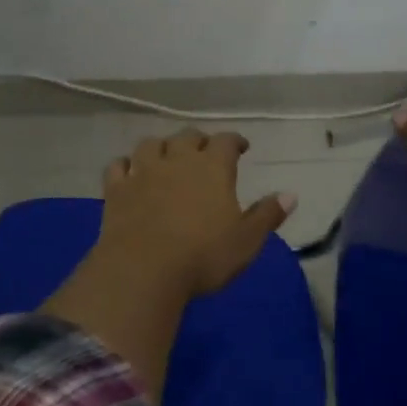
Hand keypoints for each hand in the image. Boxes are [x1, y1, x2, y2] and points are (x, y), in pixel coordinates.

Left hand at [90, 130, 296, 299]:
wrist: (143, 270)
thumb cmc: (203, 256)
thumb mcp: (246, 241)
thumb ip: (267, 215)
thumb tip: (290, 195)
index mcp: (212, 167)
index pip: (226, 141)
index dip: (235, 141)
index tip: (241, 147)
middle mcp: (177, 160)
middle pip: (187, 136)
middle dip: (198, 140)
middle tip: (204, 150)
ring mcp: (143, 172)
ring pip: (151, 144)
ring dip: (161, 146)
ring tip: (166, 155)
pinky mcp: (116, 190)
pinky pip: (118, 166)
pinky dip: (125, 165)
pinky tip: (129, 170)